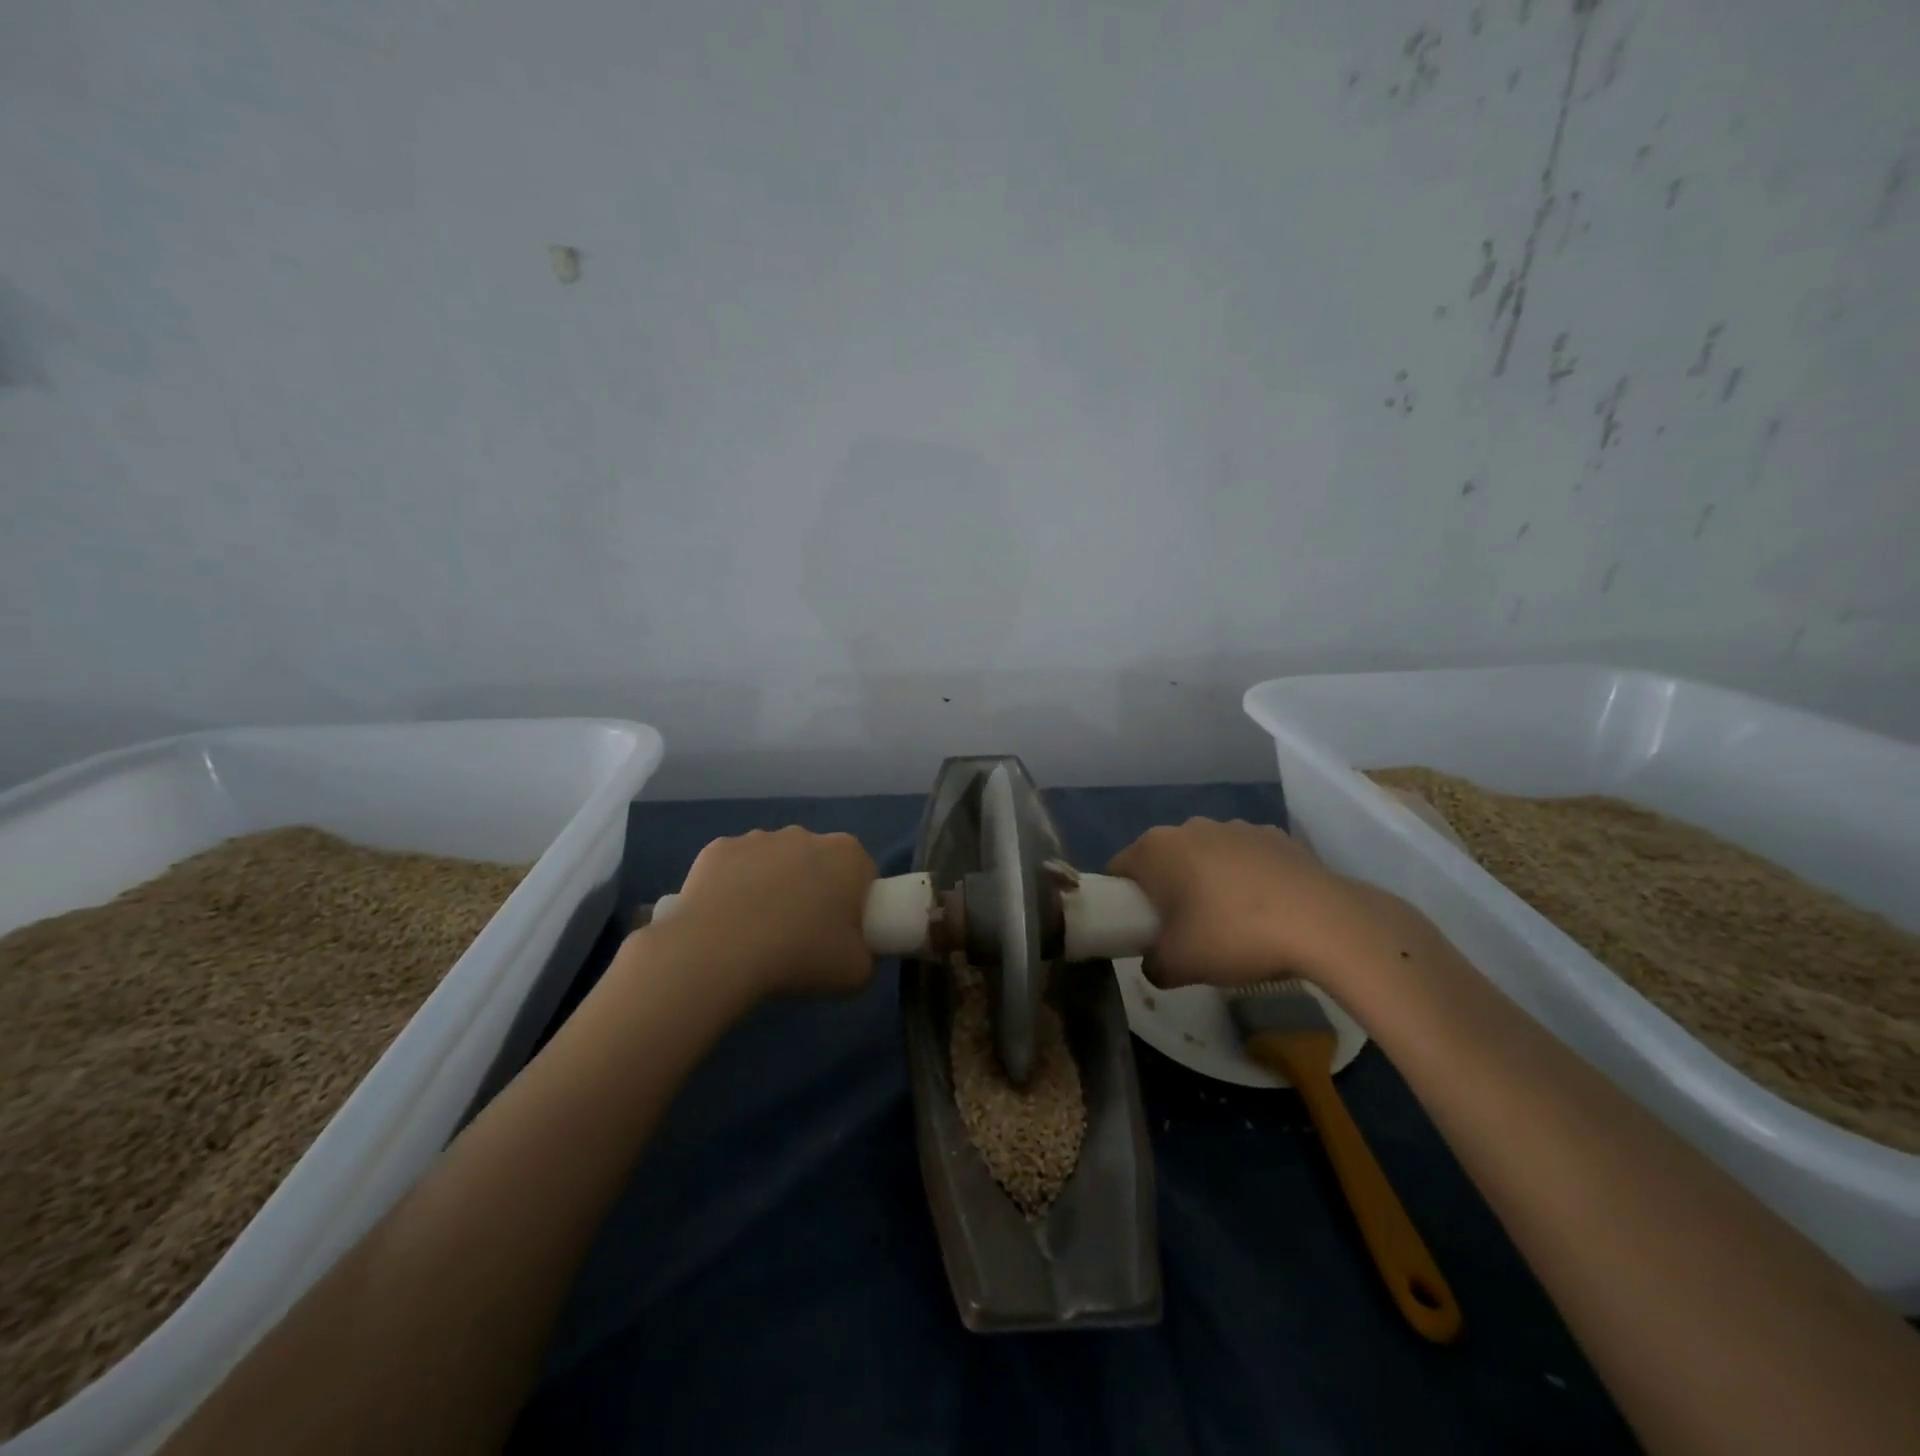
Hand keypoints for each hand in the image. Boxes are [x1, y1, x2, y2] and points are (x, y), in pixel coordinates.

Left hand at [651, 827, 877, 999]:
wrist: (719, 952)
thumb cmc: (799, 955)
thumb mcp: (855, 972)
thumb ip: (864, 955)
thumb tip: (852, 952)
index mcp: (846, 855)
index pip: (862, 875)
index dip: (854, 905)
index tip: (839, 934)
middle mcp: (805, 835)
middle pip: (817, 863)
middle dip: (813, 890)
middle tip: (800, 936)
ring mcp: (757, 838)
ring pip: (773, 862)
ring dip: (771, 886)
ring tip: (756, 932)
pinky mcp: (717, 848)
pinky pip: (733, 868)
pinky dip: (732, 887)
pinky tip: (724, 920)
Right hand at [1109, 818, 1389, 990]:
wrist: (1324, 923)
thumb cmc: (1234, 935)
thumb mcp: (1178, 966)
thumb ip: (1152, 964)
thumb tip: (1155, 961)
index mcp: (1156, 848)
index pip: (1119, 869)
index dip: (1121, 900)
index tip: (1137, 928)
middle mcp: (1190, 826)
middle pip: (1163, 859)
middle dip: (1165, 890)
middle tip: (1181, 931)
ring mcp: (1235, 826)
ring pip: (1205, 856)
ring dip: (1206, 881)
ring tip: (1230, 923)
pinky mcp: (1275, 835)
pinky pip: (1245, 857)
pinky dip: (1246, 878)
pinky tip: (1266, 910)